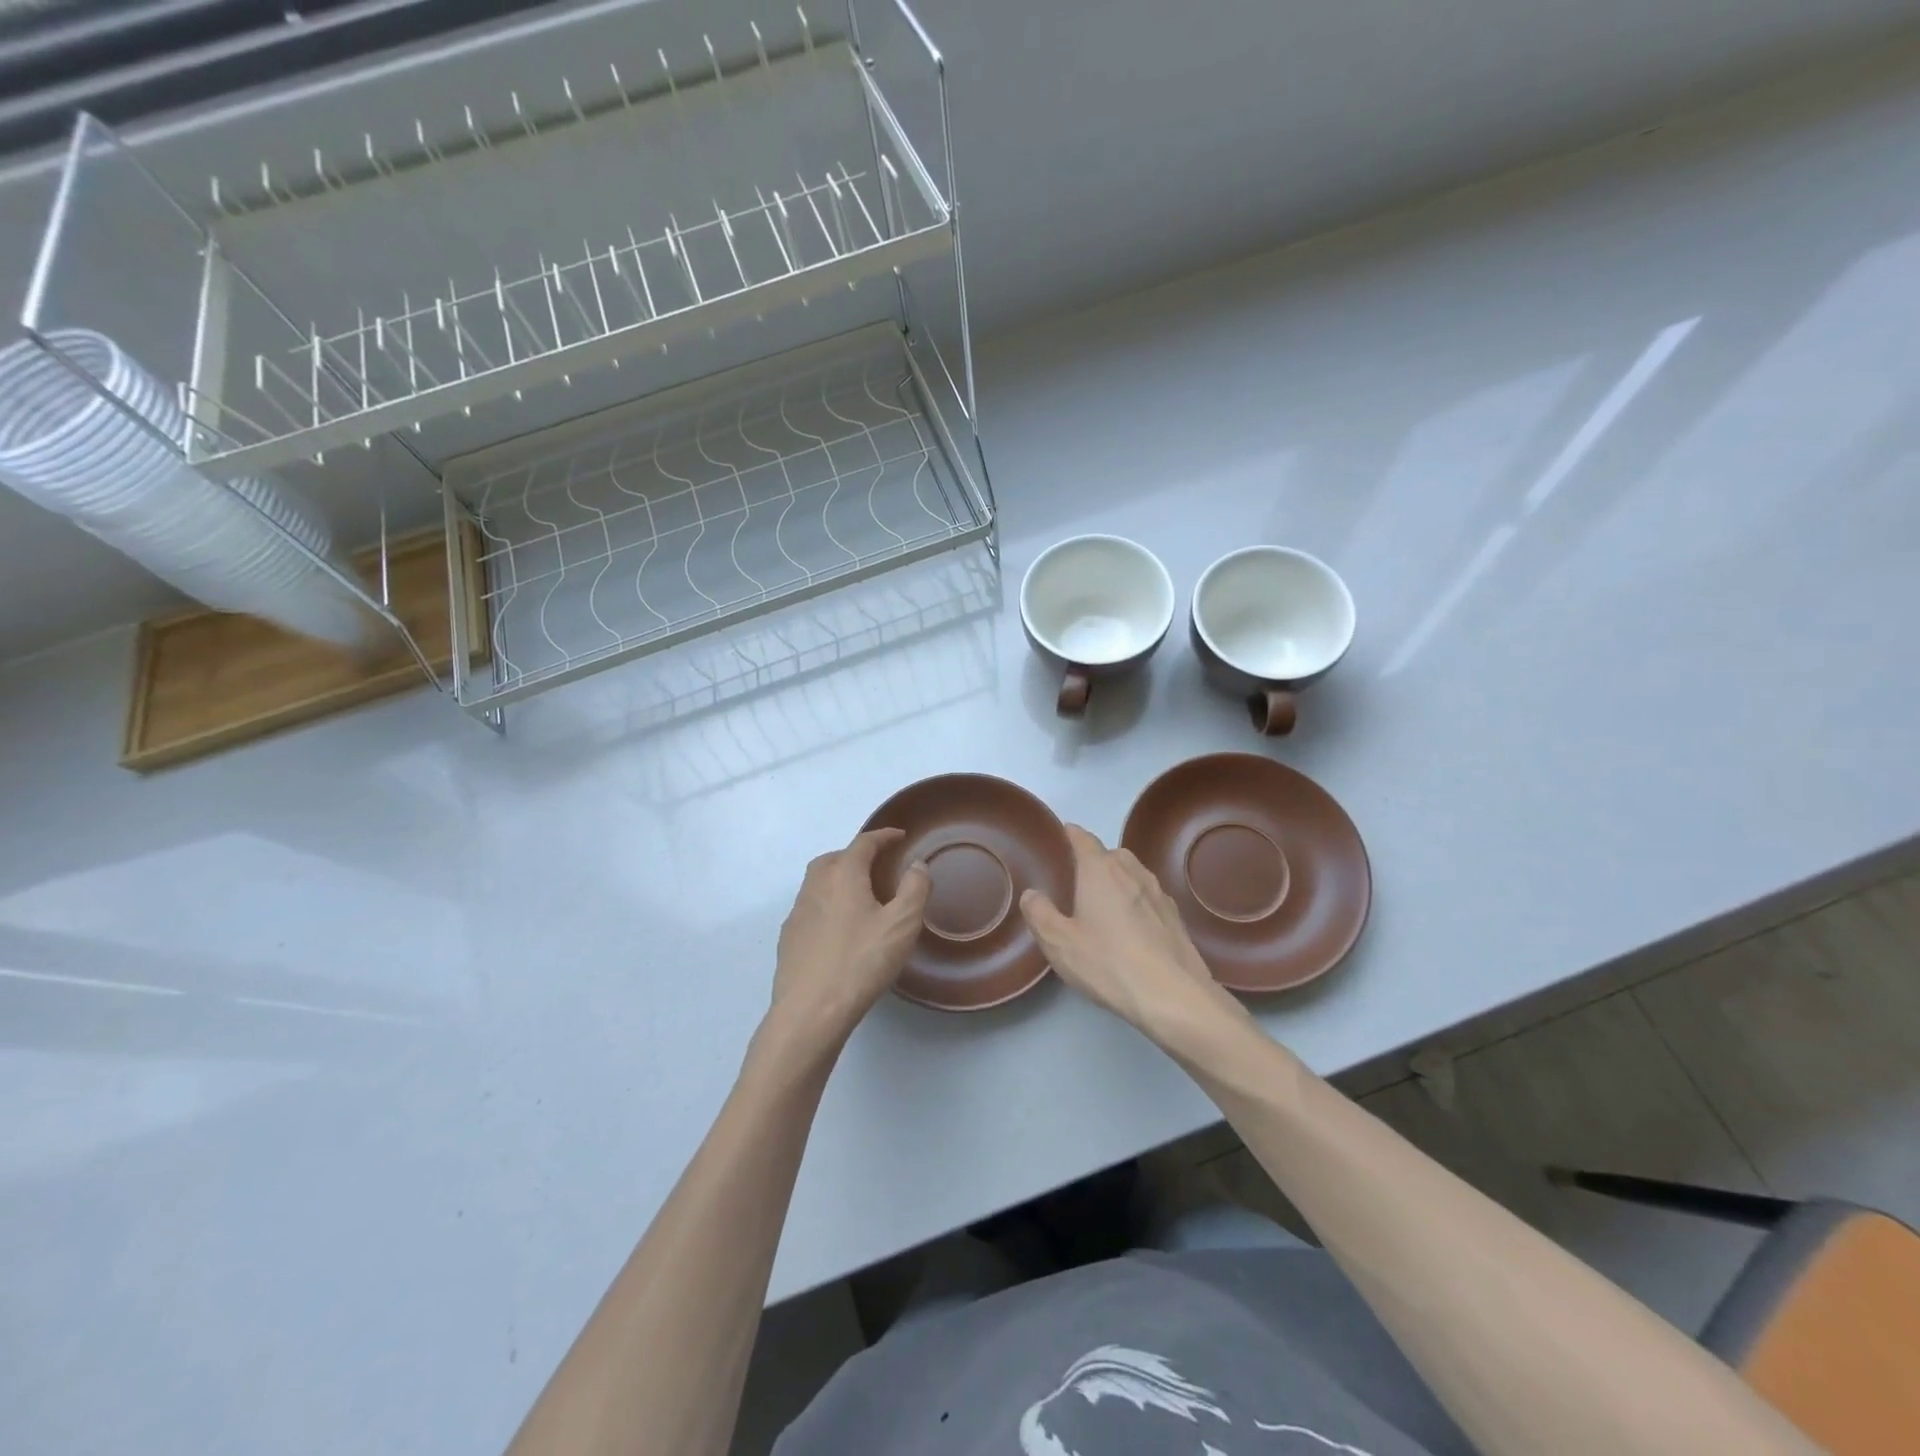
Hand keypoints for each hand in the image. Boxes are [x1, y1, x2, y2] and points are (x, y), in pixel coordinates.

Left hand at [768, 828, 930, 1049]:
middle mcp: (815, 886)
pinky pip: (811, 908)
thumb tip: (917, 864)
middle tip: (878, 865)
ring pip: (818, 882)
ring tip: (860, 895)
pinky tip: (840, 928)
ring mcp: (797, 913)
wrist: (810, 1011)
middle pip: (834, 858)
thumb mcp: (901, 924)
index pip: (863, 843)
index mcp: (843, 875)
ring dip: (839, 878)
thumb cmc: (861, 962)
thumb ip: (914, 889)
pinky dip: (827, 904)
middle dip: (856, 855)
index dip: (883, 836)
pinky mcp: (789, 939)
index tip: (899, 836)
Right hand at [1019, 825, 1244, 1040]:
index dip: (1069, 834)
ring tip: (1101, 902)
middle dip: (1092, 860)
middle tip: (1074, 881)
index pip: (1083, 838)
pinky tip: (1129, 926)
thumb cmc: (1109, 963)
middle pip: (1109, 854)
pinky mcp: (1175, 916)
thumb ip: (1040, 914)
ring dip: (1116, 880)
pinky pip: (1148, 896)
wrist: (1174, 995)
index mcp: (1100, 870)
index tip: (1059, 836)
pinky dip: (1135, 901)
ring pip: (1132, 874)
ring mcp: (1158, 892)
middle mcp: (1131, 872)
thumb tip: (1032, 893)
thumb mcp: (1059, 943)